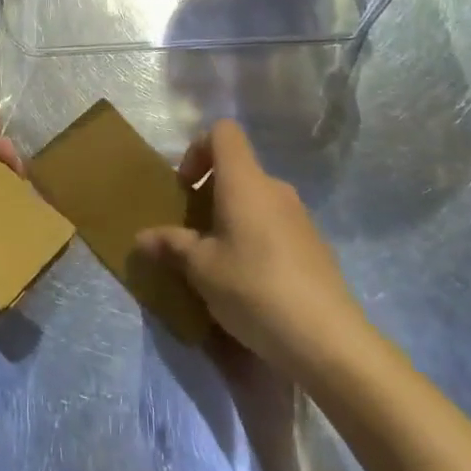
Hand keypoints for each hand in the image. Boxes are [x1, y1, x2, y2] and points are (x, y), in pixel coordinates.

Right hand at [136, 120, 369, 378]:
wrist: (328, 340)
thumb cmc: (254, 288)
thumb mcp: (201, 269)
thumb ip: (171, 245)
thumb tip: (142, 237)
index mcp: (245, 181)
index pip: (223, 131)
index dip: (198, 149)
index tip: (186, 187)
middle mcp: (275, 188)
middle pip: (238, 169)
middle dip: (210, 193)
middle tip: (193, 233)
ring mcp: (300, 216)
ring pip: (257, 200)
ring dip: (232, 219)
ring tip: (218, 263)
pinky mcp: (315, 245)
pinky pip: (275, 226)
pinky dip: (256, 240)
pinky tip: (251, 284)